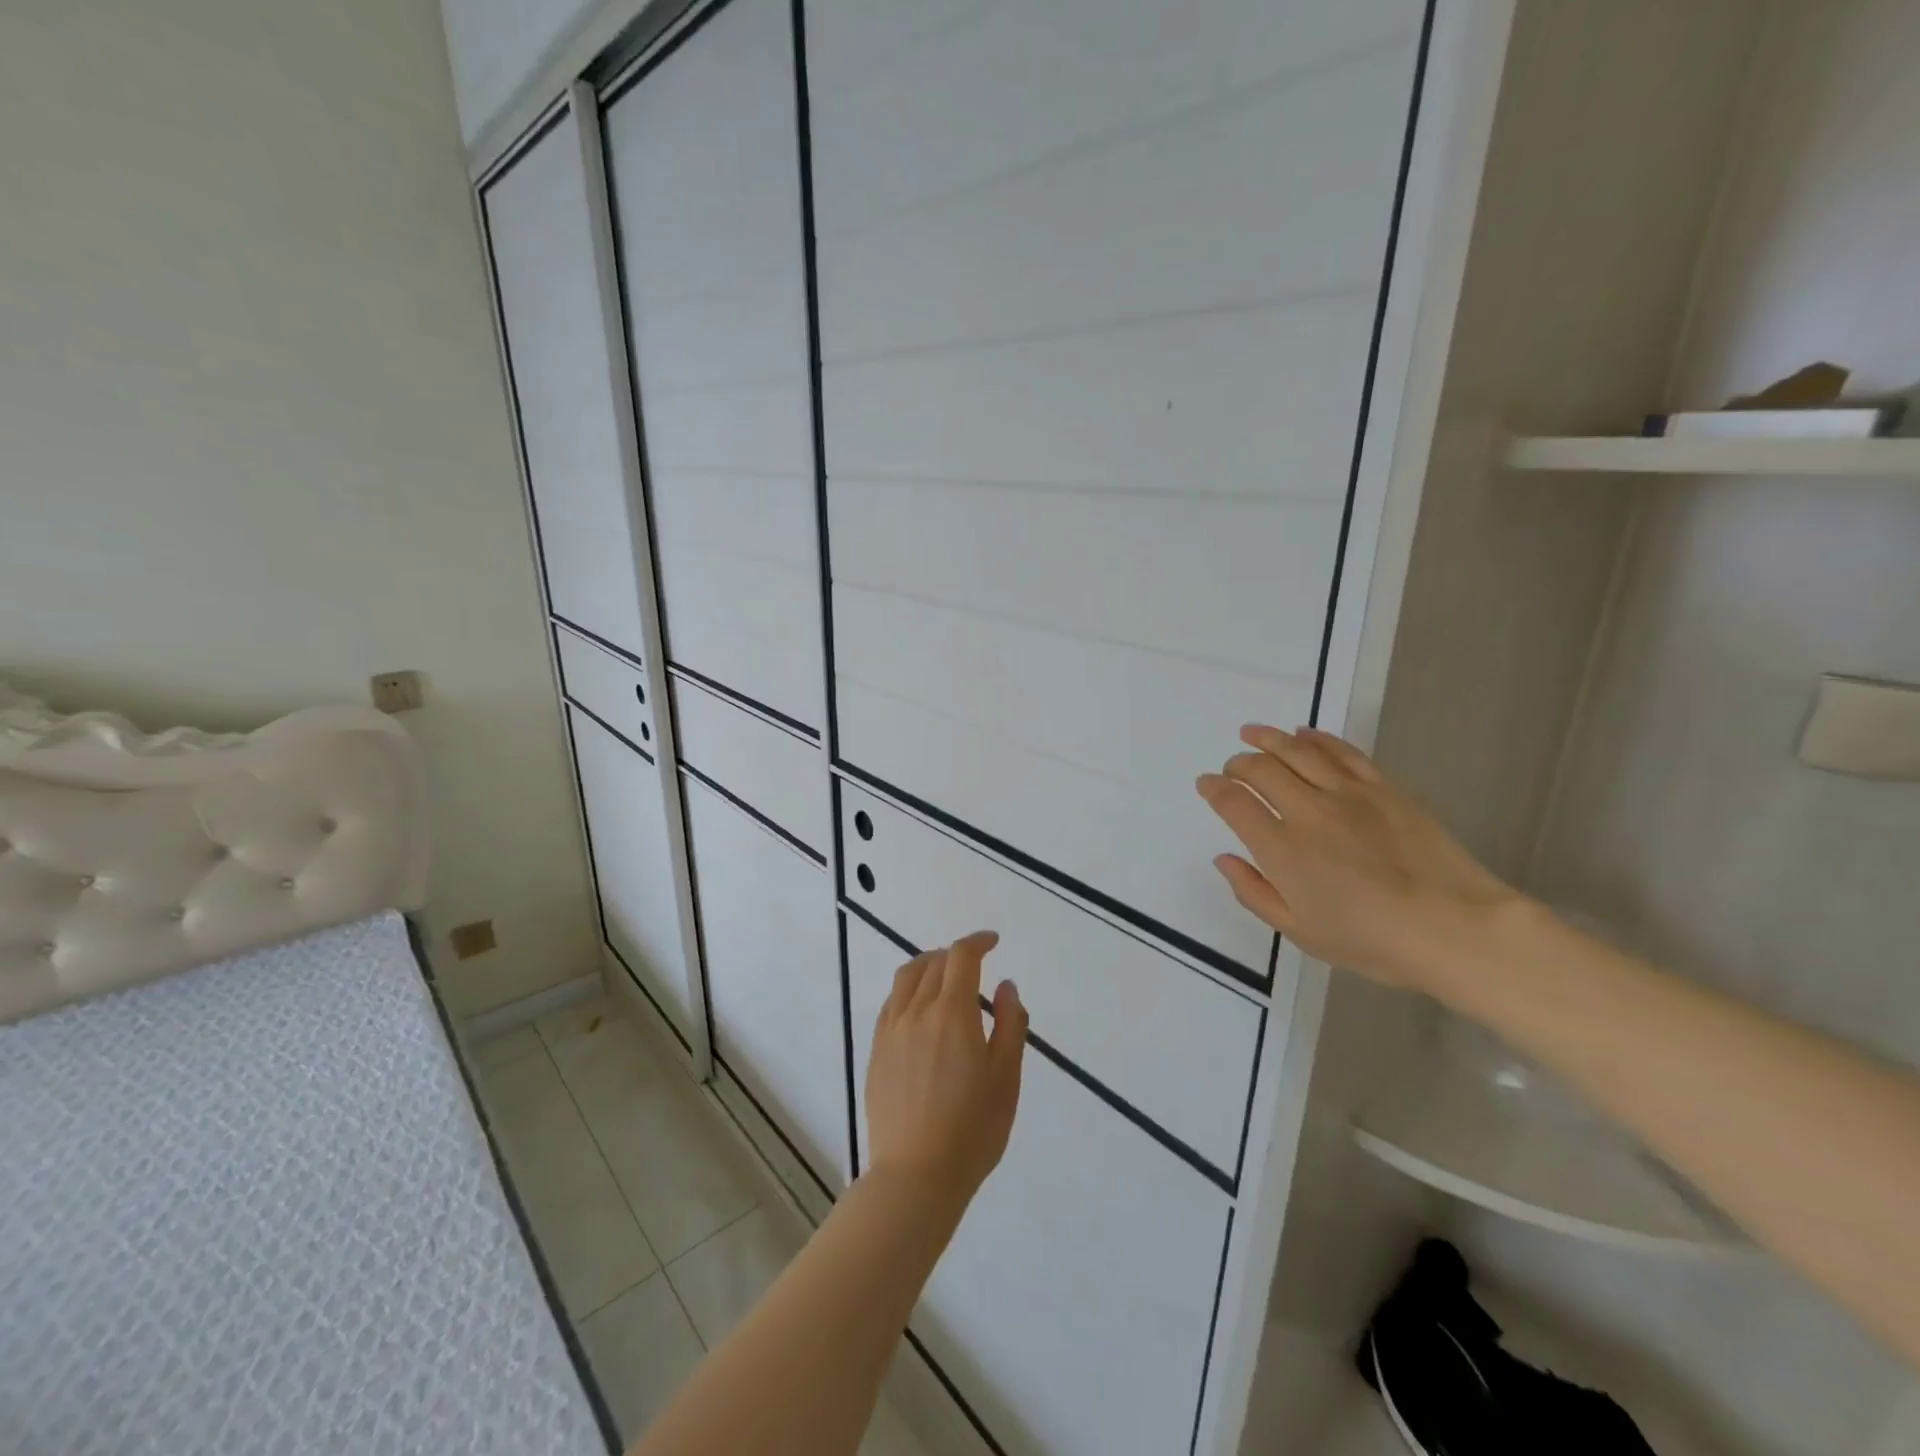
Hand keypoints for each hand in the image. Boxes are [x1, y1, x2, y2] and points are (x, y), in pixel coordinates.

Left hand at [865, 931, 1026, 1211]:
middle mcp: (916, 1012)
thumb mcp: (1006, 1078)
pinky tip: (919, 1008)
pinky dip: (908, 990)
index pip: (961, 957)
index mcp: (951, 1013)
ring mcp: (891, 1031)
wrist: (916, 1175)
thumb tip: (1006, 986)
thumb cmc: (972, 1129)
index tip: (993, 942)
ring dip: (929, 965)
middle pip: (934, 964)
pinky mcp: (877, 1051)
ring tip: (945, 975)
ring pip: (907, 978)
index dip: (977, 942)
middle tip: (976, 963)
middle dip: (957, 955)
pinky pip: (891, 1003)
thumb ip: (1009, 1025)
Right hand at [1196, 725, 1521, 991]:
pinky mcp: (1384, 788)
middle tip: (1231, 766)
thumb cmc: (1370, 940)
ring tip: (1253, 733)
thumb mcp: (1299, 931)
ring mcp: (1348, 794)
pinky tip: (1304, 734)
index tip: (1206, 784)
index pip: (1234, 804)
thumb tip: (1224, 859)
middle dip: (1238, 763)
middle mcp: (1308, 812)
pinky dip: (1318, 738)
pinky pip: (1343, 752)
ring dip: (1268, 738)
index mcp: (1282, 850)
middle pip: (1261, 770)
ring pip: (1298, 751)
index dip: (1214, 789)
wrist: (1454, 928)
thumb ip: (1253, 892)